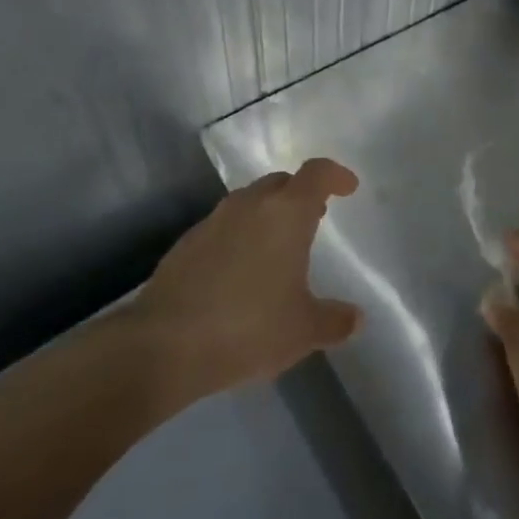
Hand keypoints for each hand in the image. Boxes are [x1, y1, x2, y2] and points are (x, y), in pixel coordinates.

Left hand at [134, 158, 363, 399]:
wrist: (163, 345)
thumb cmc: (248, 327)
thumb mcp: (303, 331)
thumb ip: (334, 320)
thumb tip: (355, 318)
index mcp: (286, 213)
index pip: (316, 173)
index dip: (335, 175)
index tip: (348, 188)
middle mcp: (250, 204)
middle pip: (281, 183)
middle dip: (300, 195)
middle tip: (315, 220)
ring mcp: (213, 221)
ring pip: (250, 203)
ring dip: (268, 215)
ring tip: (279, 248)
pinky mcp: (186, 243)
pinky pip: (224, 227)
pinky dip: (240, 237)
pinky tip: (240, 273)